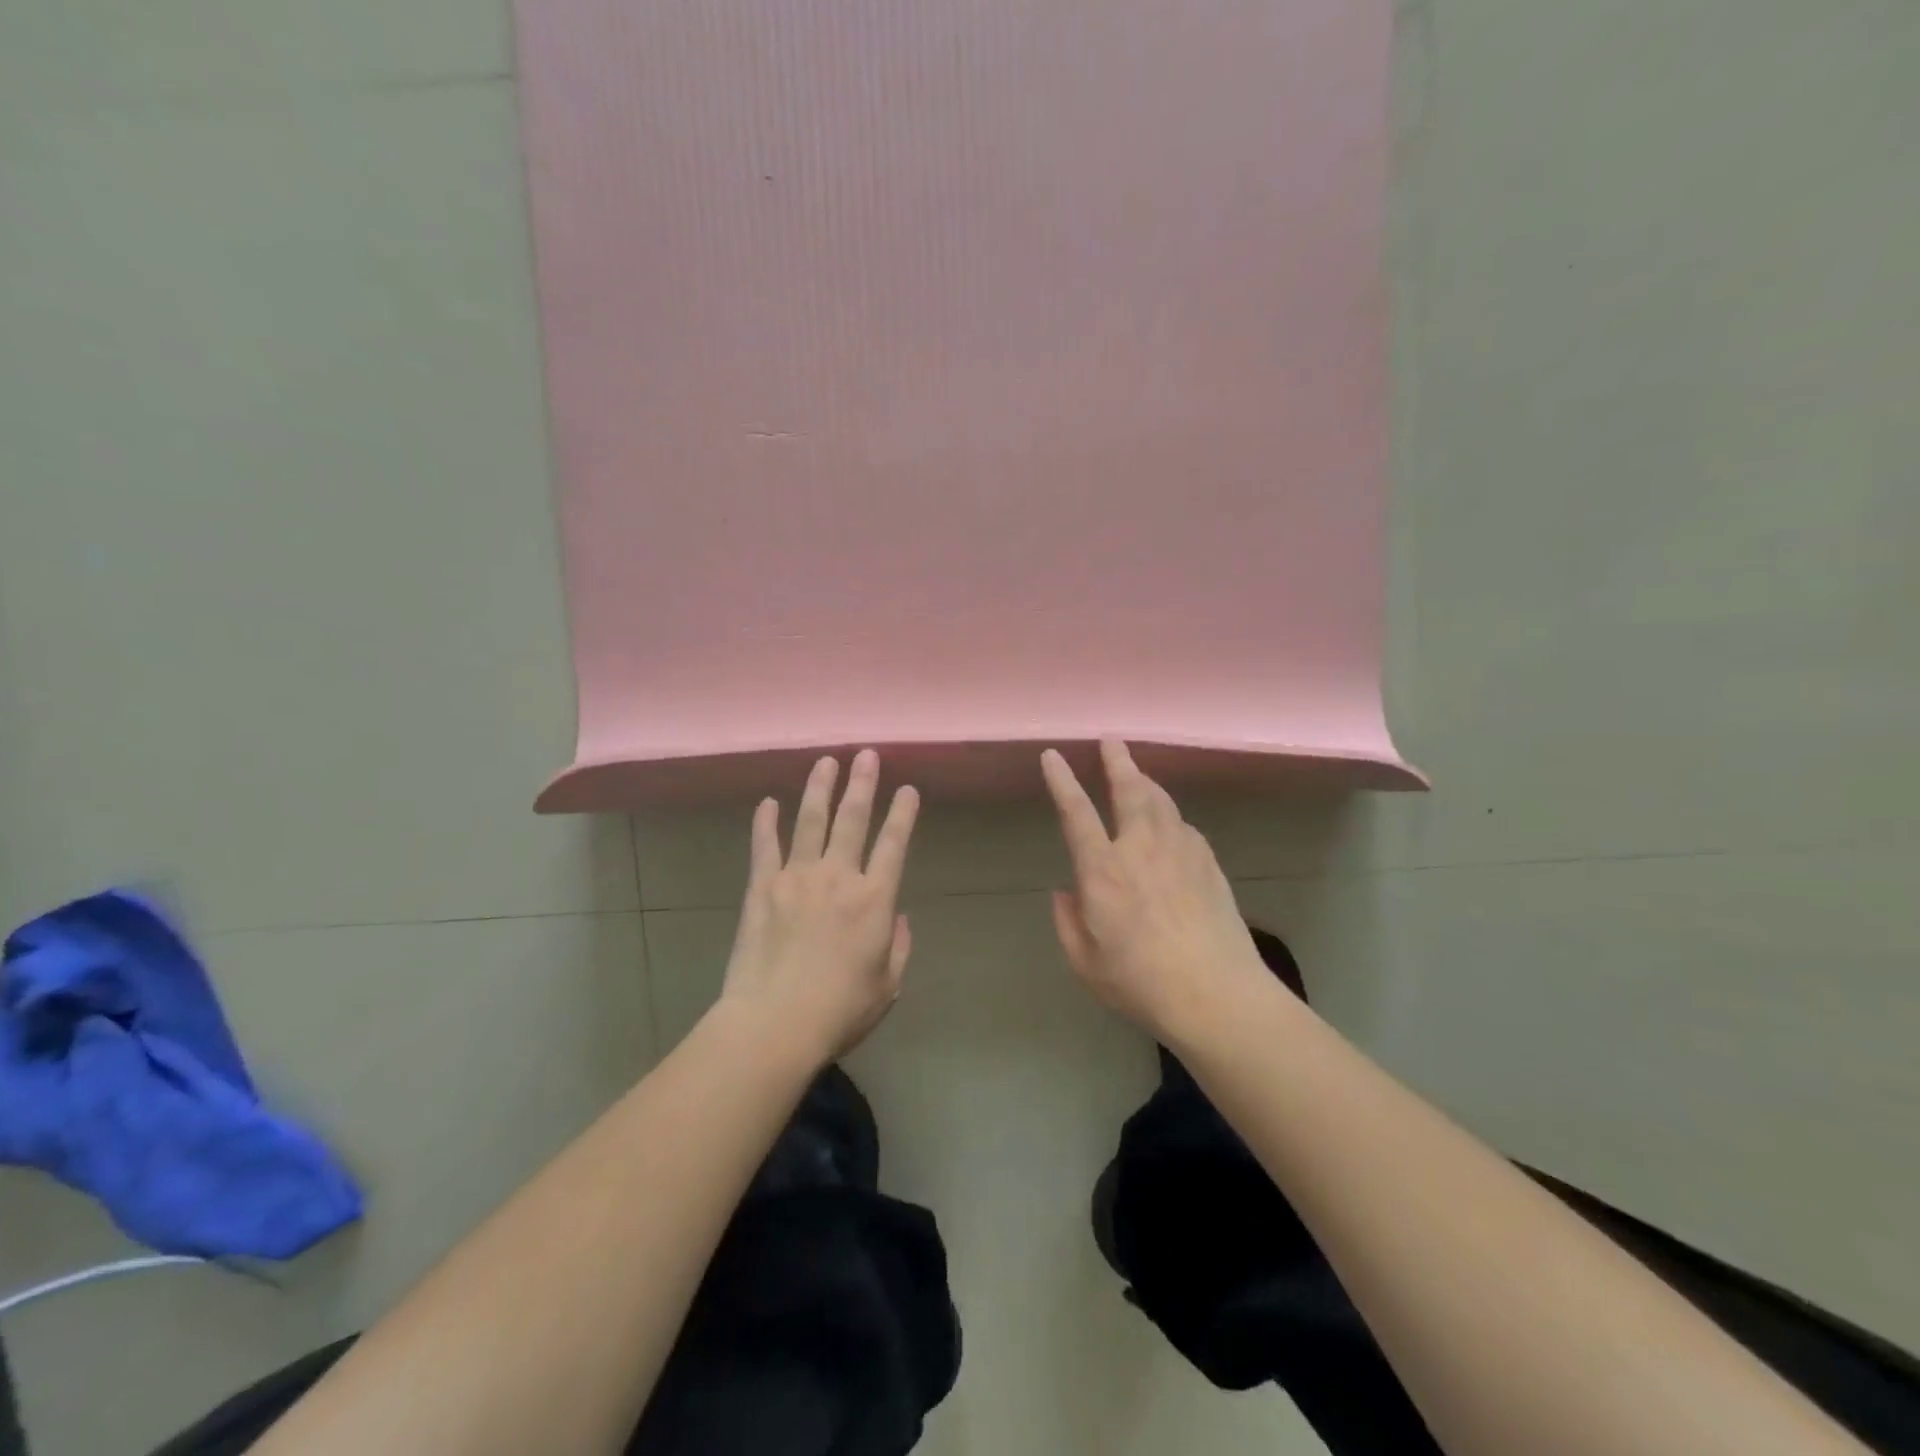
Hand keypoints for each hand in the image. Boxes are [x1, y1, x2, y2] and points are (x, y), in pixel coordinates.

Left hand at [719, 750, 920, 1065]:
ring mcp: (797, 877)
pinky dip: (765, 822)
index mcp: (875, 899)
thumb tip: (897, 917)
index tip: (908, 789)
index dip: (903, 813)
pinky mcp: (762, 887)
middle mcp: (838, 876)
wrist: (775, 1024)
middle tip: (867, 754)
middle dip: (863, 783)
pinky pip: (764, 846)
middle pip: (853, 818)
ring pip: (811, 821)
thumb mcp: (887, 985)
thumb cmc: (839, 1010)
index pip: (894, 843)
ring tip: (826, 761)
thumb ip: (898, 946)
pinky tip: (768, 802)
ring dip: (820, 788)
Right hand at [1041, 741, 1267, 1042]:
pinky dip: (1171, 816)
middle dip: (1117, 761)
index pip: (1076, 813)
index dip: (1062, 781)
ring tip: (1137, 773)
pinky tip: (1170, 825)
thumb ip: (1068, 922)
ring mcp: (1180, 852)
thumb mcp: (1085, 963)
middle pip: (1129, 790)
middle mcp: (1141, 849)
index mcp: (1103, 871)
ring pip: (1161, 802)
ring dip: (1146, 782)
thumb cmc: (1140, 983)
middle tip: (1111, 740)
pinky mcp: (1208, 863)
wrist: (1217, 995)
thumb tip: (1066, 892)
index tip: (1053, 756)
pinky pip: (1184, 826)